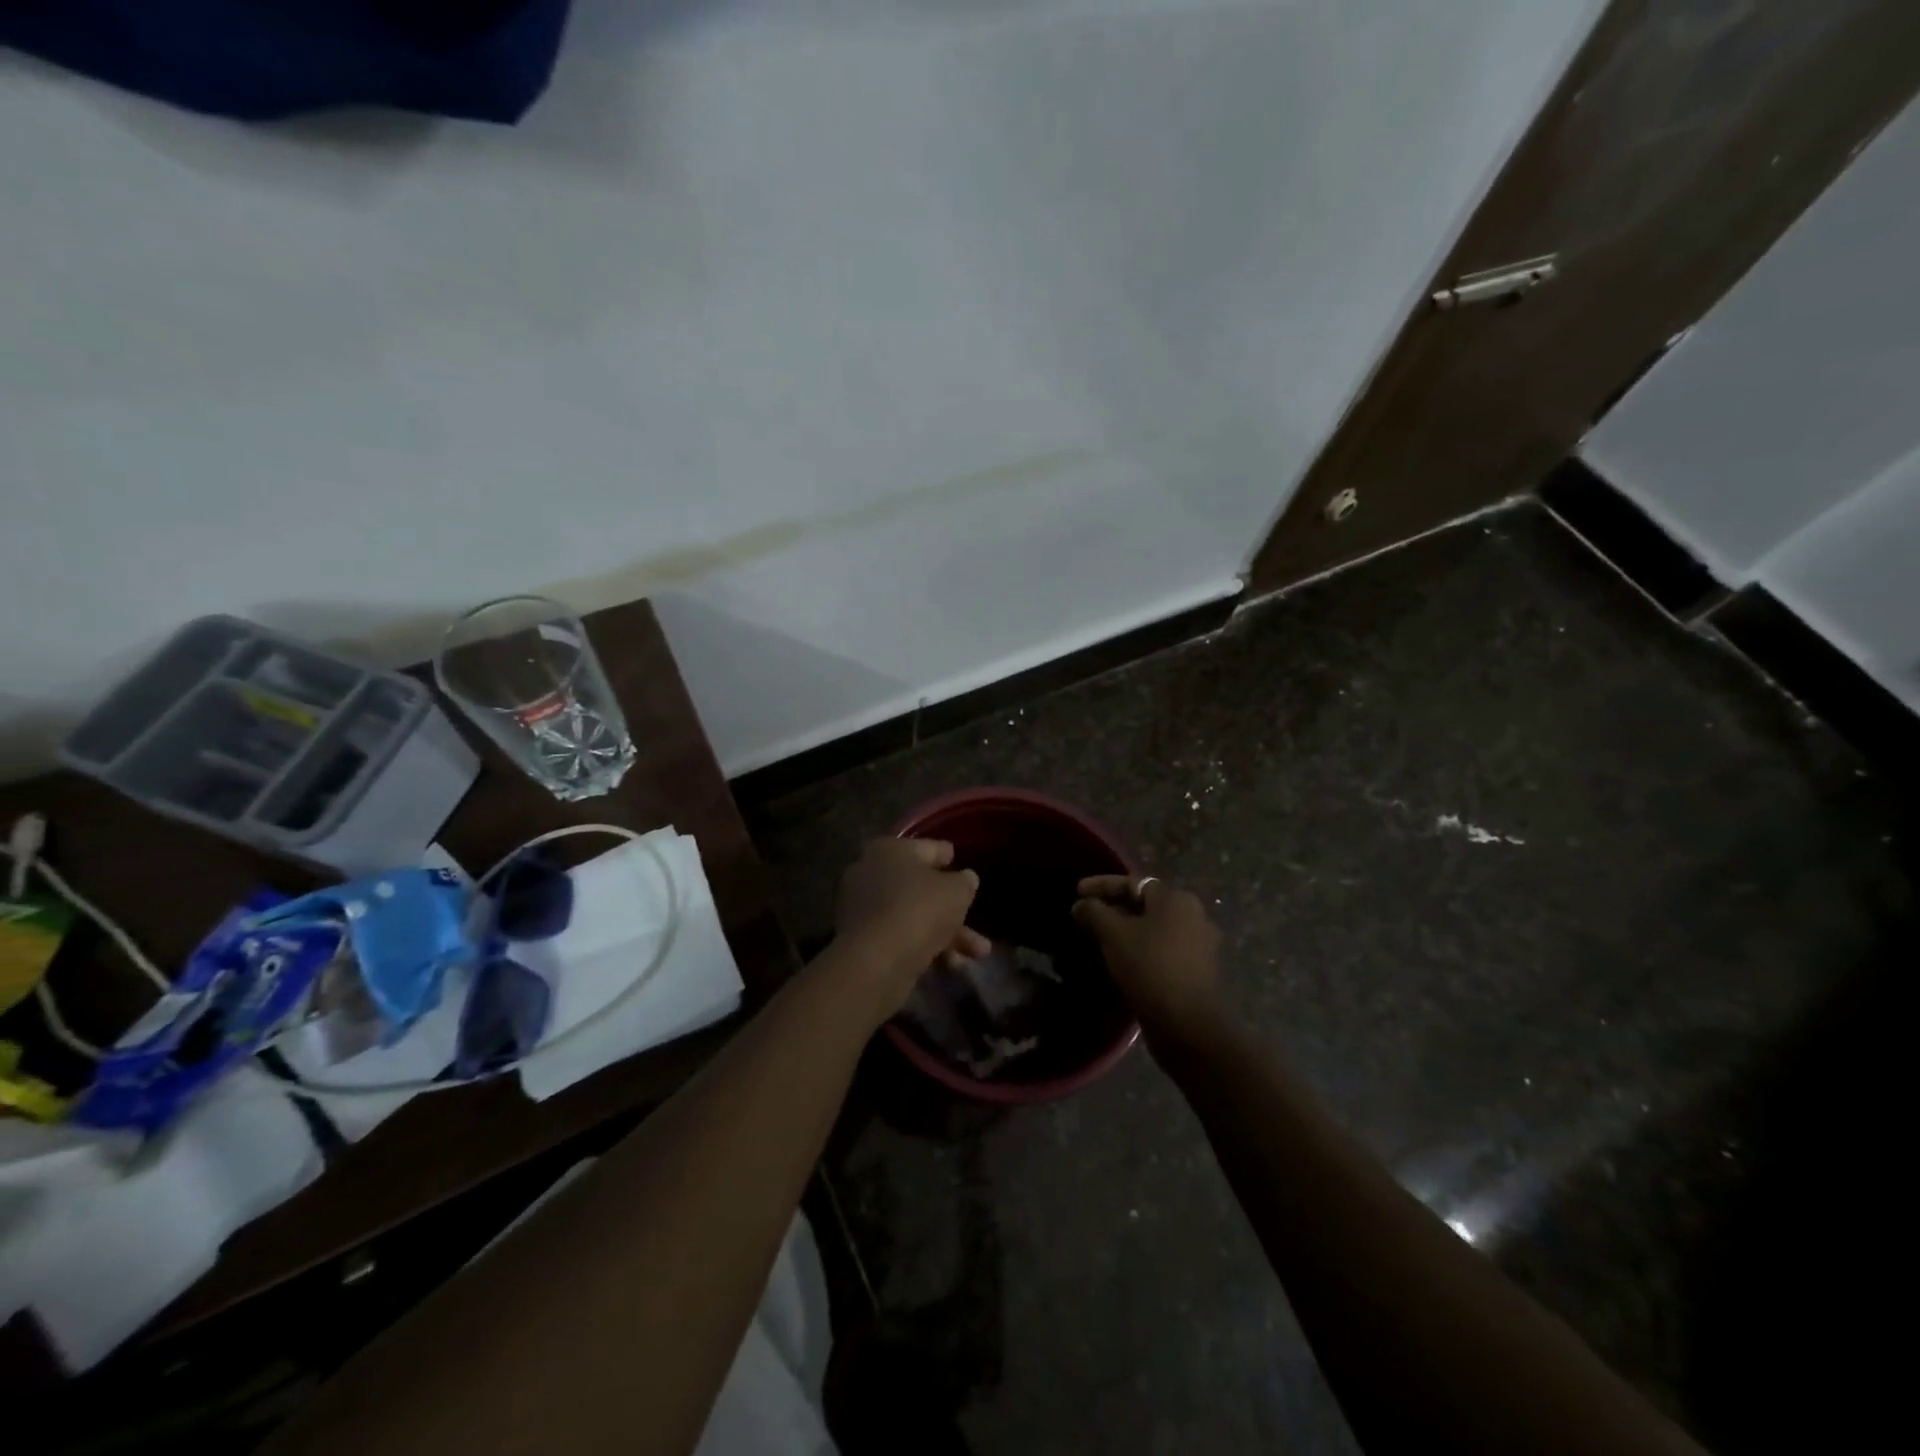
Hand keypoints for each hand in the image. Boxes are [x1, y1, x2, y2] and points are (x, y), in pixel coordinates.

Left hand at [833, 838, 988, 1015]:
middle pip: (921, 887)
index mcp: (890, 849)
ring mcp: (863, 908)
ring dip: (948, 934)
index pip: (928, 848)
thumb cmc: (919, 910)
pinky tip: (951, 964)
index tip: (962, 865)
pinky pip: (901, 936)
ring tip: (979, 954)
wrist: (876, 962)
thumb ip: (965, 882)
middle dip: (954, 908)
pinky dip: (925, 946)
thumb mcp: (957, 891)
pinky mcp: (861, 940)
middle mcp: (870, 873)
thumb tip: (965, 879)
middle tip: (975, 918)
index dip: (948, 857)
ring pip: (914, 916)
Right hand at [1073, 876, 1222, 1046]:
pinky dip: (1140, 949)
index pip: (1132, 882)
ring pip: (1153, 929)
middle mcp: (1193, 915)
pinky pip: (1162, 949)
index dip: (1101, 885)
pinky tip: (1121, 961)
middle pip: (1144, 905)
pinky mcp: (1197, 971)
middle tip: (1086, 917)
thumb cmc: (1149, 967)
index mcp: (1176, 899)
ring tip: (1099, 939)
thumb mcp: (1114, 934)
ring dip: (1126, 931)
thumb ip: (1095, 912)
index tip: (1076, 892)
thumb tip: (1081, 904)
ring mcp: (1199, 945)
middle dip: (1113, 908)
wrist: (1187, 1025)